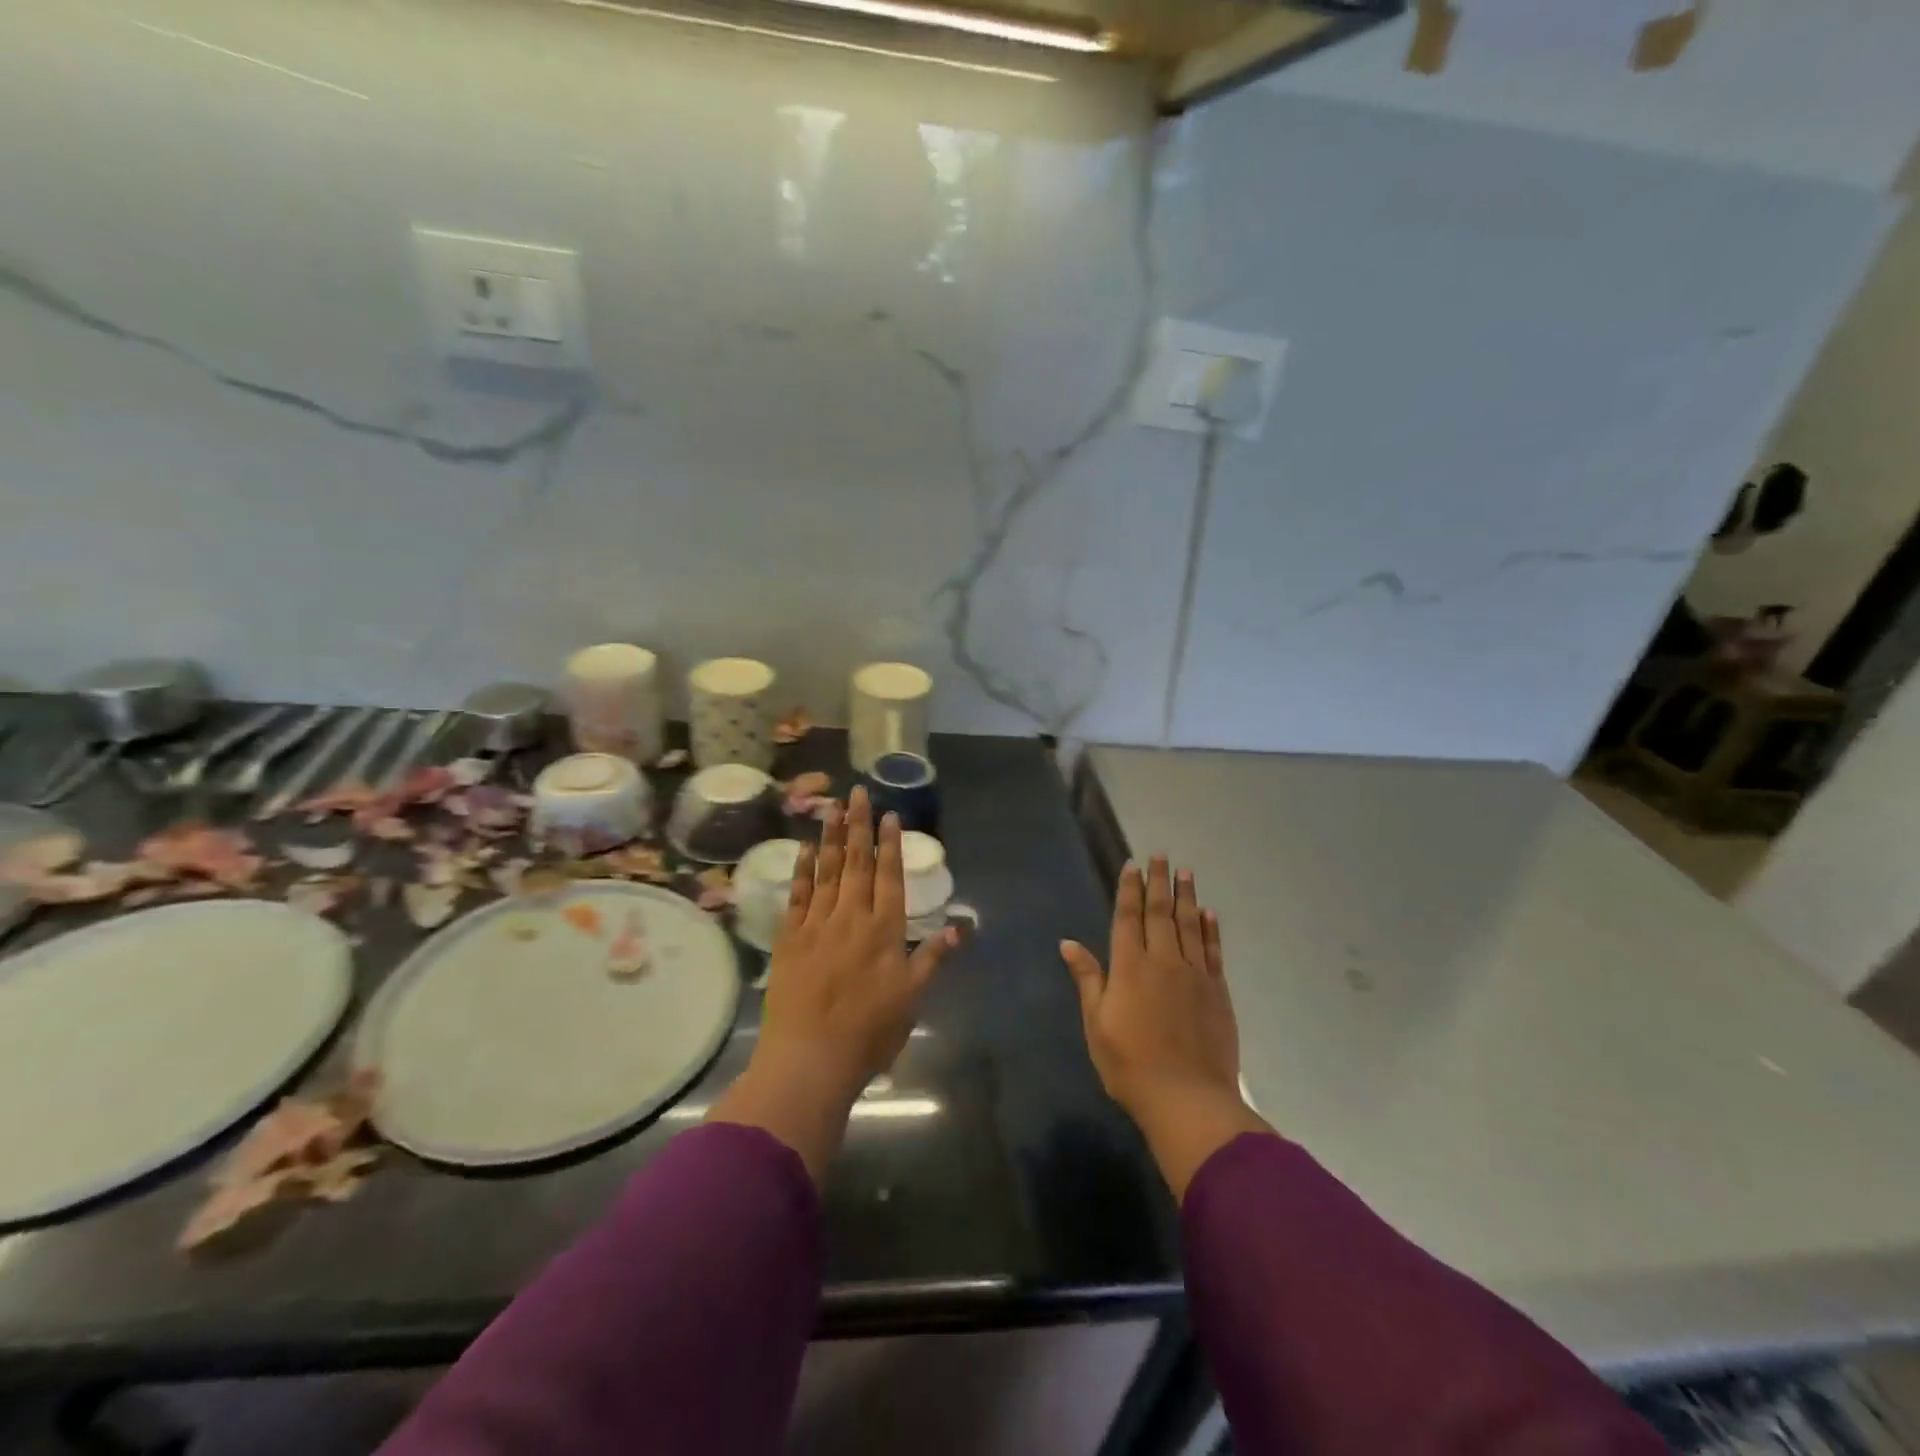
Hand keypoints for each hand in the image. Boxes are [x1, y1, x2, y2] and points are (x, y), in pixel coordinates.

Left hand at [709, 788, 958, 1181]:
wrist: (810, 1058)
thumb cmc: (869, 1031)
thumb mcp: (913, 997)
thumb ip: (934, 956)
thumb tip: (961, 927)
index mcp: (883, 929)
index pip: (888, 875)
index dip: (890, 843)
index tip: (889, 814)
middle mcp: (850, 916)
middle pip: (857, 862)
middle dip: (859, 825)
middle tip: (858, 792)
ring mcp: (817, 924)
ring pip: (827, 871)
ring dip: (831, 837)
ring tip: (832, 807)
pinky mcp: (790, 938)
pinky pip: (798, 895)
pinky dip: (803, 870)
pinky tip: (806, 849)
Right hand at [1062, 858, 1269, 1199]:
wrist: (1188, 1100)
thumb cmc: (1130, 1065)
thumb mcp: (1097, 1025)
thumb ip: (1088, 980)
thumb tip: (1068, 943)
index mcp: (1130, 967)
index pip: (1129, 917)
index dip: (1129, 889)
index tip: (1132, 865)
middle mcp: (1164, 961)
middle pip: (1161, 912)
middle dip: (1159, 882)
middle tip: (1161, 855)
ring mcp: (1194, 974)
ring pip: (1190, 924)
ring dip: (1187, 896)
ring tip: (1186, 872)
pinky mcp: (1217, 991)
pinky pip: (1213, 950)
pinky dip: (1210, 929)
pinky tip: (1209, 913)